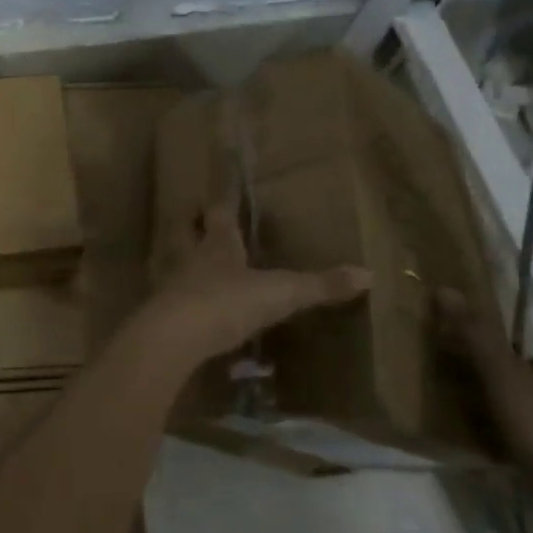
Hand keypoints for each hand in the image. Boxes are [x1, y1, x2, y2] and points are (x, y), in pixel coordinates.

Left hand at [118, 196, 368, 380]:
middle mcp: (191, 258)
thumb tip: (368, 274)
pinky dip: (181, 298)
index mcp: (218, 244)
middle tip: (195, 216)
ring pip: (174, 262)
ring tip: (192, 262)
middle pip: (185, 231)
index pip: (218, 214)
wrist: (176, 336)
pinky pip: (172, 299)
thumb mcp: (280, 293)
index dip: (223, 204)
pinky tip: (191, 308)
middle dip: (191, 223)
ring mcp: (173, 285)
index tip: (223, 196)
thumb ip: (320, 286)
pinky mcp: (164, 314)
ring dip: (182, 259)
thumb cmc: (227, 301)